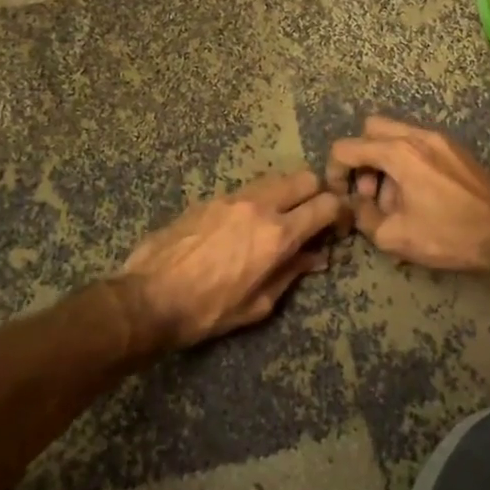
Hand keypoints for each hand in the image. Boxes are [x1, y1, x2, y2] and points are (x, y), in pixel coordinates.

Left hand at [122, 170, 349, 349]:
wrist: (148, 298)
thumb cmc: (208, 311)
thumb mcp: (258, 304)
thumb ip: (291, 274)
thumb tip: (316, 258)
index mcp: (277, 235)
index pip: (325, 206)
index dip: (340, 213)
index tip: (339, 226)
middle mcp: (259, 206)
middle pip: (304, 178)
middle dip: (318, 193)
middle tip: (315, 216)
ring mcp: (232, 198)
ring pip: (276, 178)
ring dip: (288, 192)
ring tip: (283, 217)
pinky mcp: (210, 198)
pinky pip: (247, 189)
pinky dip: (260, 199)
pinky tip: (249, 223)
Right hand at [325, 115, 489, 272]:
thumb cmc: (448, 236)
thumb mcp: (394, 236)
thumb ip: (363, 217)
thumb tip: (356, 204)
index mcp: (399, 152)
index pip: (347, 147)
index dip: (334, 171)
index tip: (339, 195)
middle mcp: (418, 135)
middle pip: (372, 129)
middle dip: (361, 157)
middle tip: (368, 192)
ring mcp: (441, 139)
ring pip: (397, 135)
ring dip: (384, 161)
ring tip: (395, 200)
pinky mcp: (457, 149)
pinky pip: (419, 144)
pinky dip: (407, 161)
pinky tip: (418, 195)